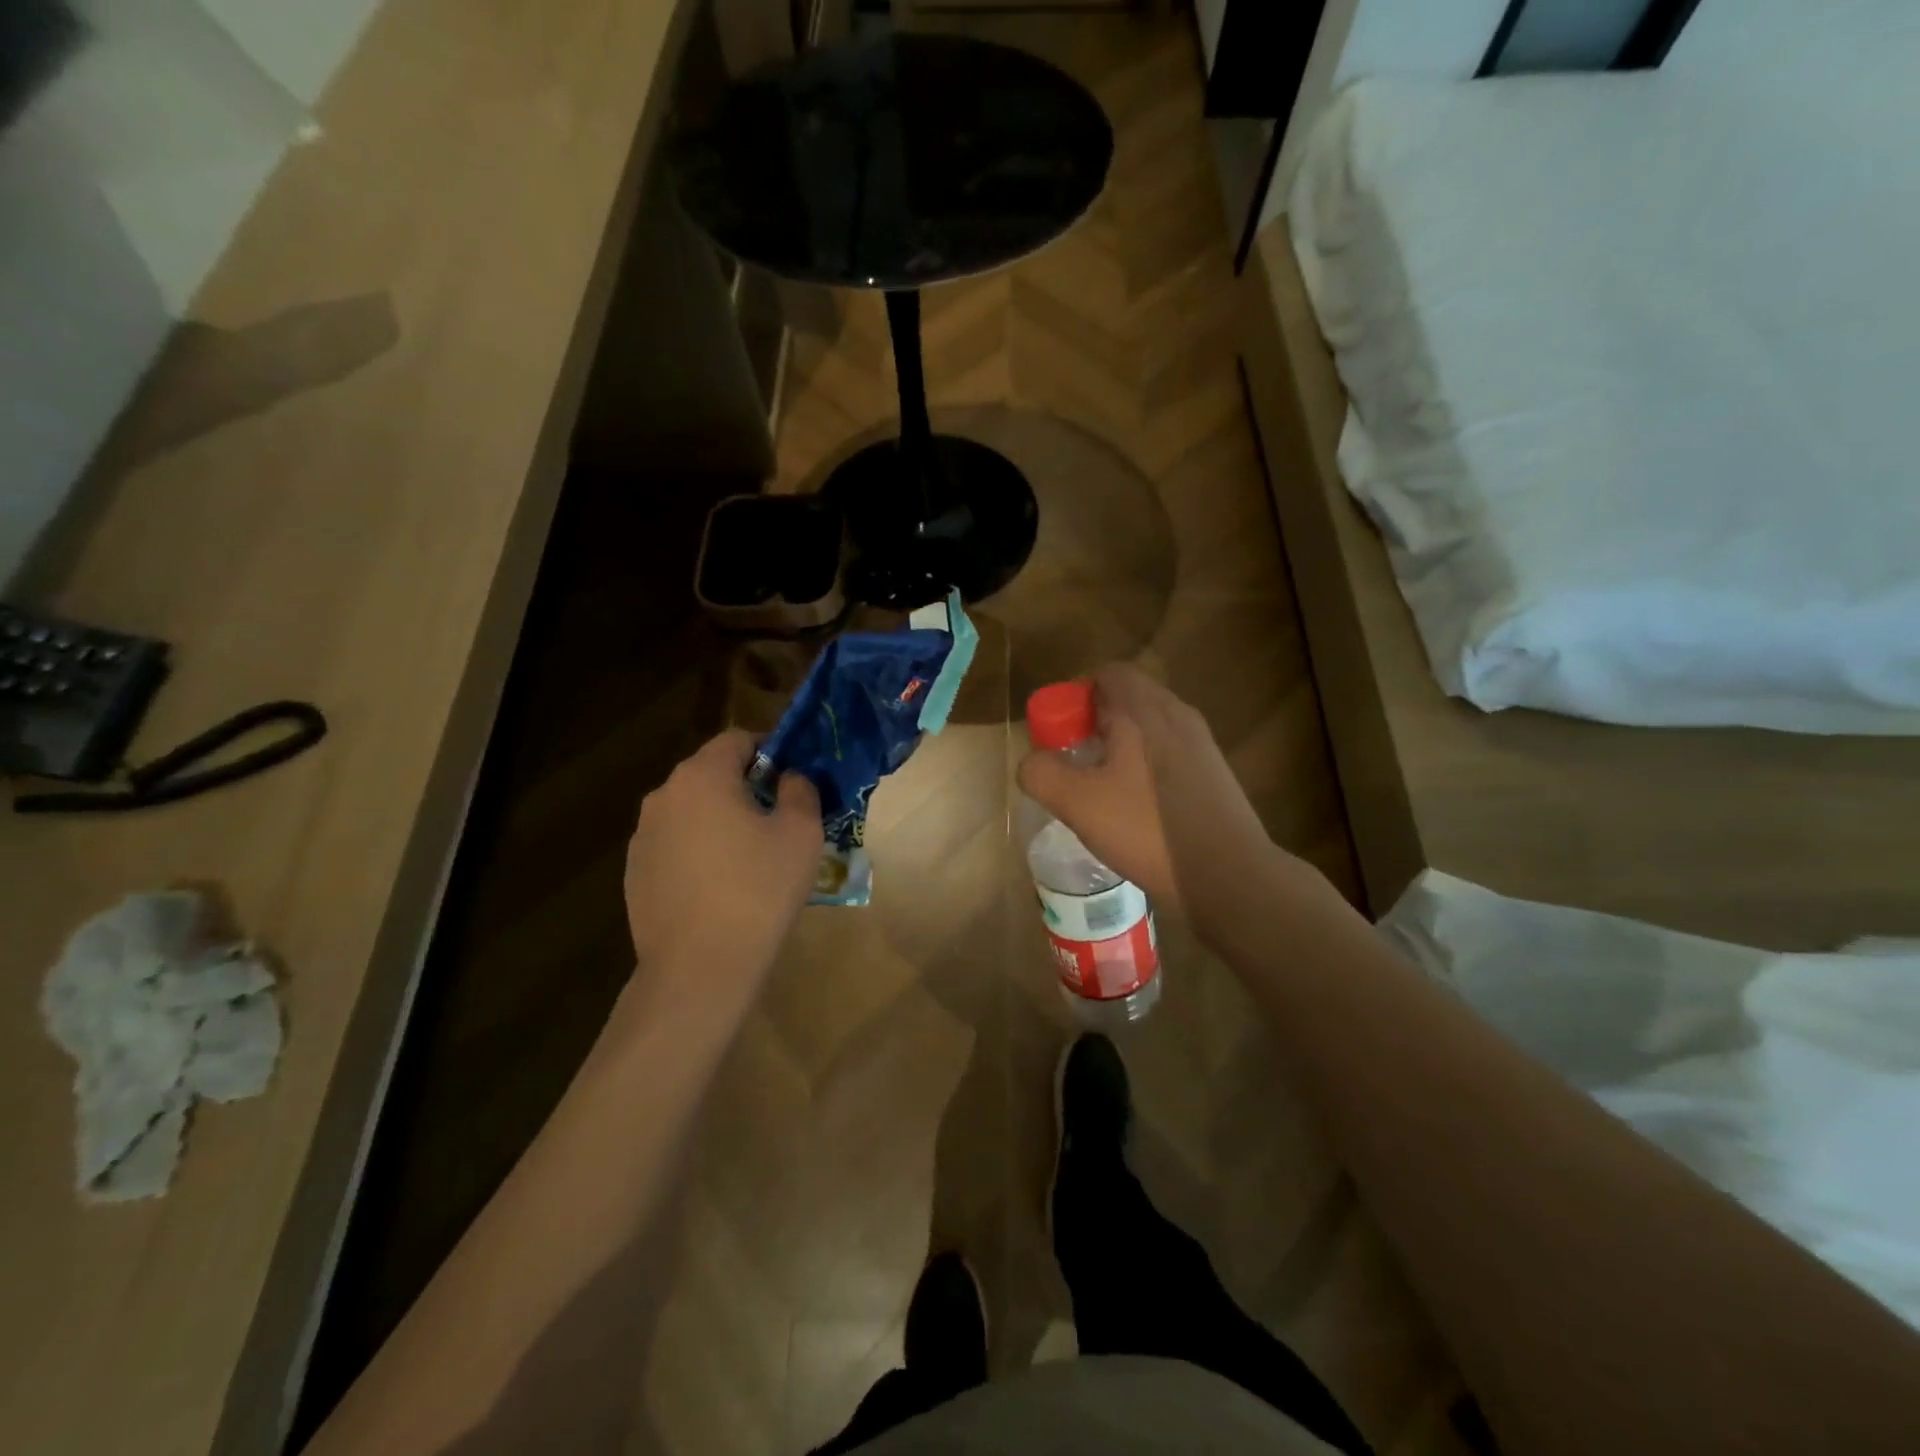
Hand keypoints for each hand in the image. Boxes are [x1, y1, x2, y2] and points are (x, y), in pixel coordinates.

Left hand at [624, 730, 821, 1005]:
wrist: (699, 967)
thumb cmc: (758, 890)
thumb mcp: (801, 833)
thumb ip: (800, 790)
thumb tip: (790, 778)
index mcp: (702, 776)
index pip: (738, 739)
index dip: (771, 751)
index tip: (794, 779)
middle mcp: (664, 796)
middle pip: (712, 774)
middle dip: (746, 787)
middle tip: (779, 820)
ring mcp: (643, 836)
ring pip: (693, 812)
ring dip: (721, 820)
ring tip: (750, 858)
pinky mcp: (634, 873)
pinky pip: (676, 846)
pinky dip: (699, 852)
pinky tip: (720, 888)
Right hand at [1016, 665, 1284, 918]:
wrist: (1229, 876)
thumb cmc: (1148, 830)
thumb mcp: (1078, 804)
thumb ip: (1042, 774)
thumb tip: (1031, 763)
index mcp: (1144, 711)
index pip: (1107, 674)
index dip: (1075, 695)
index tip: (1058, 731)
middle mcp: (1177, 715)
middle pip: (1127, 699)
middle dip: (1093, 723)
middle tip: (1072, 760)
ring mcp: (1200, 744)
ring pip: (1148, 728)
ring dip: (1118, 745)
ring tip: (1099, 785)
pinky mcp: (1212, 774)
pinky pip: (1167, 752)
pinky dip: (1143, 765)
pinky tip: (1133, 806)